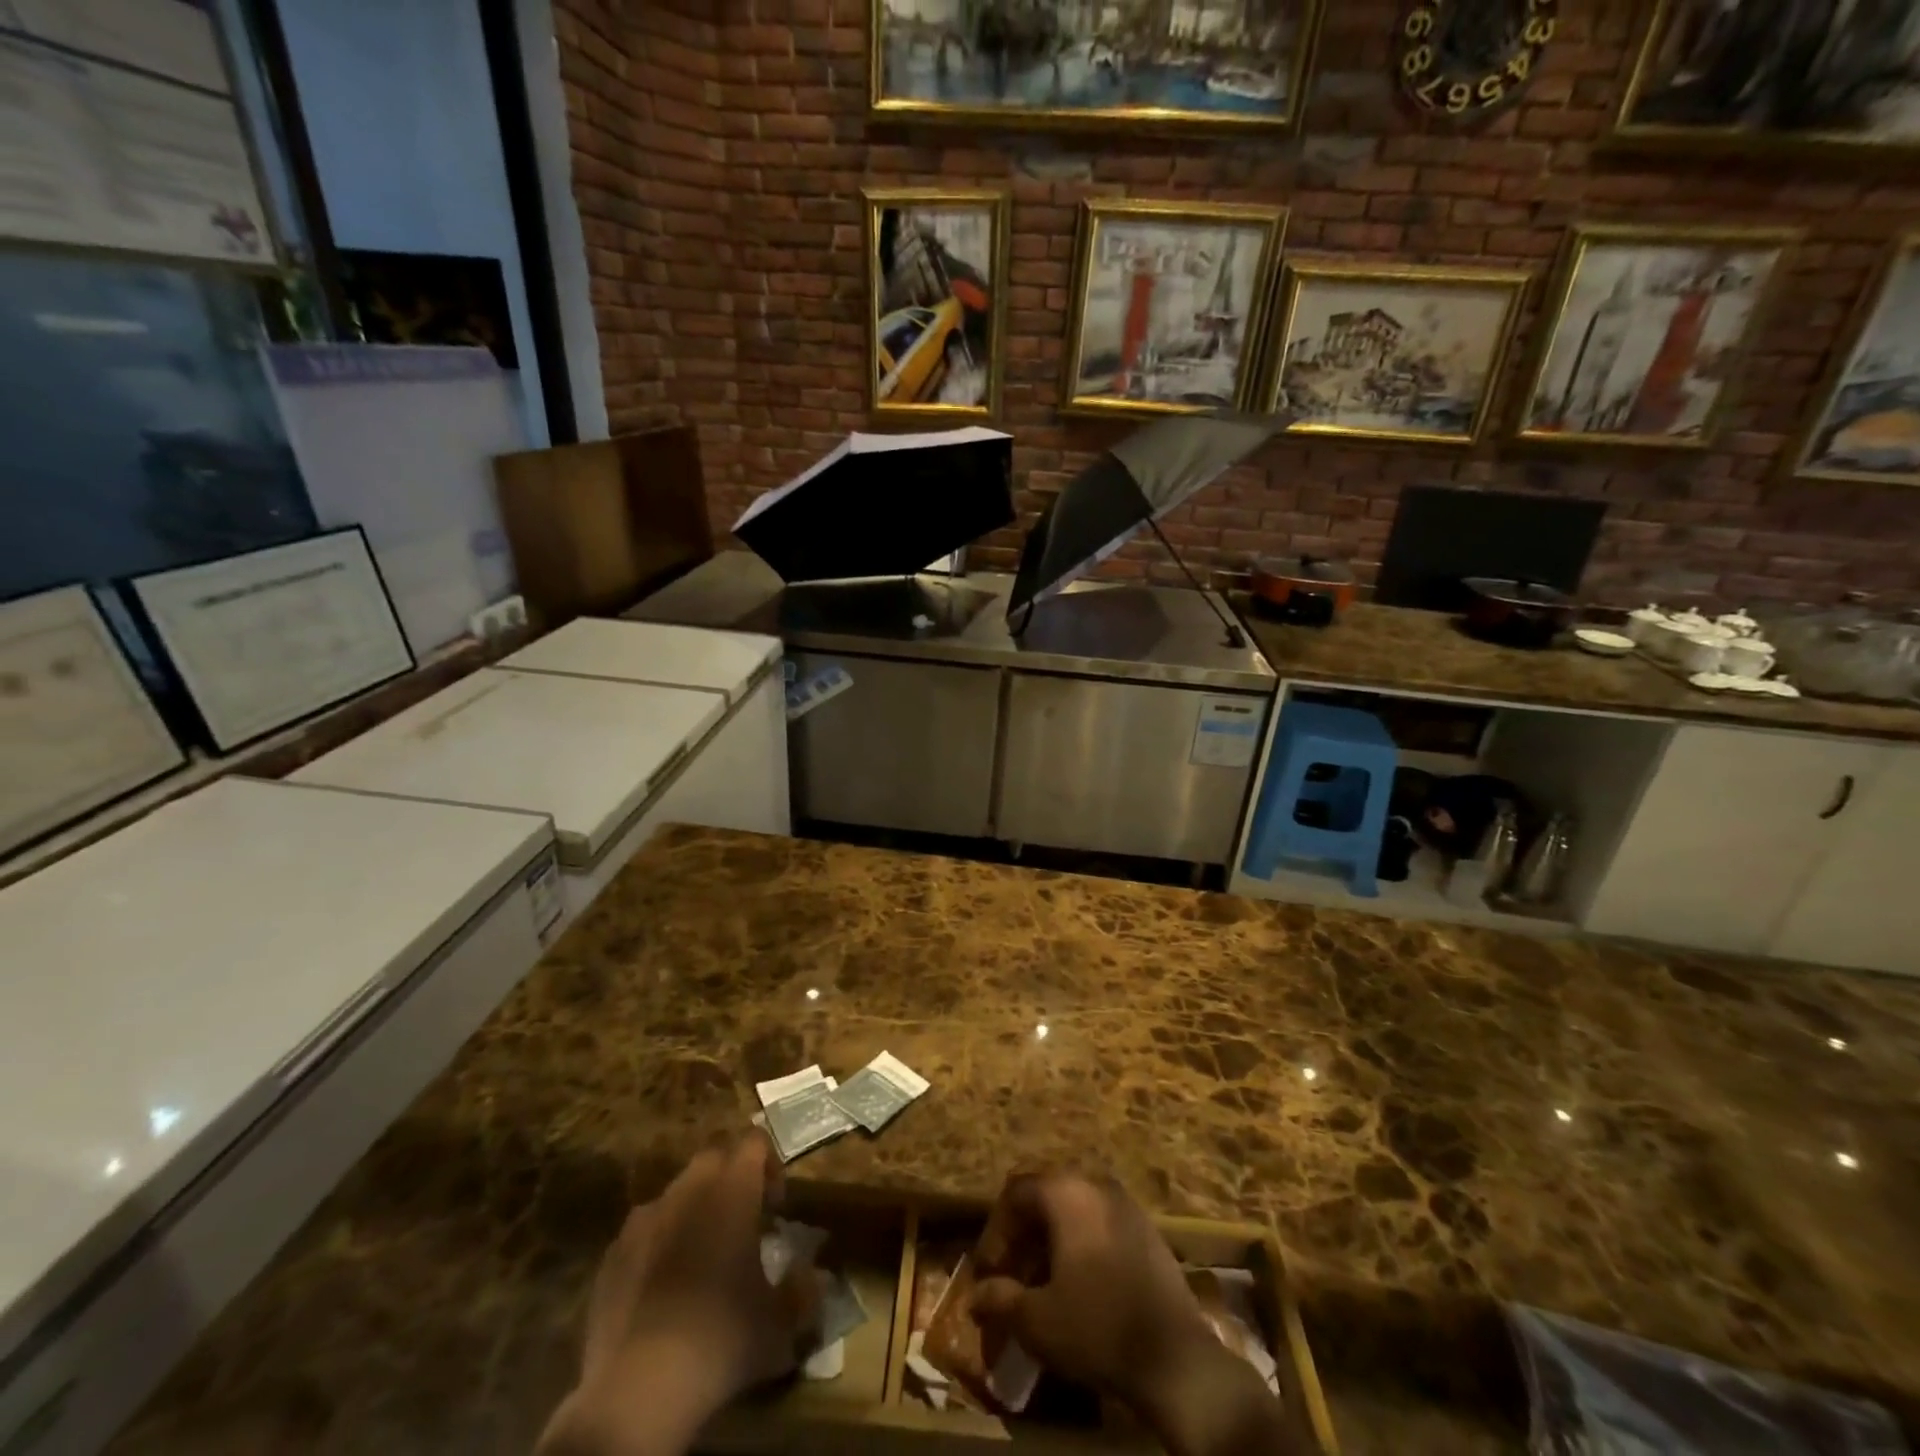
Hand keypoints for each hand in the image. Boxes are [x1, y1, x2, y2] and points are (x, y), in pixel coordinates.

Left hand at [539, 1134, 818, 1455]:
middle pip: (714, 1155)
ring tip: (703, 1254)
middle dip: (731, 1175)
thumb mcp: (780, 1323)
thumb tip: (813, 1275)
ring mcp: (644, 1218)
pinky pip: (645, 1229)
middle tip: (744, 1219)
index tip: (776, 1203)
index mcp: (732, 1190)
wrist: (637, 1389)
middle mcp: (688, 1190)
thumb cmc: (721, 1339)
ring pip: (677, 1190)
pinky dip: (660, 1241)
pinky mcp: (613, 1252)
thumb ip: (802, 1290)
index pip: (754, 1141)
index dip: (769, 1163)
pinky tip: (664, 1285)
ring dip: (694, 1207)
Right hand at [969, 1173, 1297, 1455]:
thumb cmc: (1098, 1329)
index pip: (1016, 1194)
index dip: (995, 1232)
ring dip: (1050, 1241)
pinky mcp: (1148, 1230)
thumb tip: (975, 1294)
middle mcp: (1096, 1184)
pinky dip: (1079, 1245)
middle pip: (1045, 1197)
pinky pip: (1100, 1223)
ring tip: (1040, 1285)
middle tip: (1010, 1277)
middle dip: (1022, 1236)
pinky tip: (1077, 1286)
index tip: (988, 1273)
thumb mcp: (1037, 1321)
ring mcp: (1126, 1204)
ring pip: (1074, 1210)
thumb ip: (1000, 1299)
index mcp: (1067, 1193)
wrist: (1177, 1359)